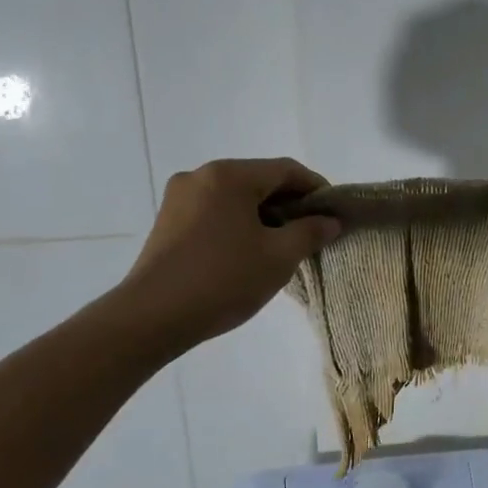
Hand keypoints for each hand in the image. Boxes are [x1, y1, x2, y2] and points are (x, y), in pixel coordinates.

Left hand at [120, 158, 339, 350]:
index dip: (316, 188)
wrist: (153, 316)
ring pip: (236, 197)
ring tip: (284, 245)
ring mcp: (179, 198)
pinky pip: (215, 212)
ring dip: (264, 215)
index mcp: (229, 175)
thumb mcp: (279, 257)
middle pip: (259, 180)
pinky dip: (239, 224)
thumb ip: (310, 232)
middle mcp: (201, 175)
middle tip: (313, 232)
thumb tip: (329, 220)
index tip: (334, 213)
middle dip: (290, 203)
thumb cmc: (224, 279)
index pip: (286, 170)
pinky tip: (250, 251)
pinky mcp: (168, 221)